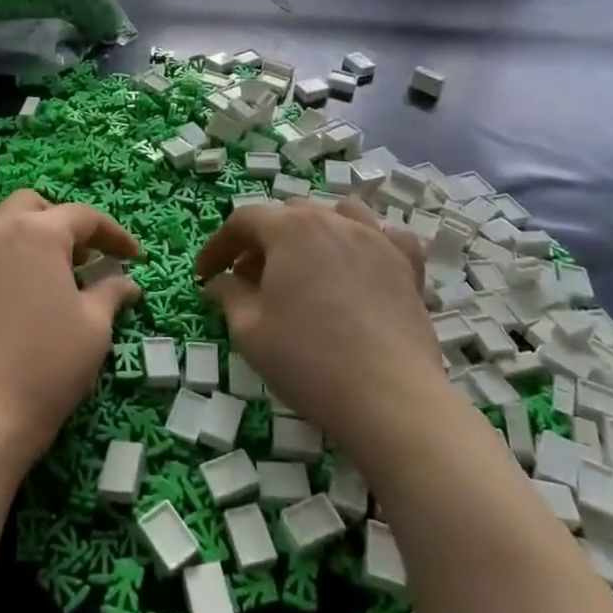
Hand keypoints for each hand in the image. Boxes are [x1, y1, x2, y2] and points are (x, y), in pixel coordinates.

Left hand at [0, 190, 139, 471]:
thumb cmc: (45, 367)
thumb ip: (111, 293)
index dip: (113, 234)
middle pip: (33, 205)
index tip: (132, 256)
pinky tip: (1, 282)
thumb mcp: (93, 329)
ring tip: (41, 265)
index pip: (84, 217)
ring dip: (22, 230)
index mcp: (38, 232)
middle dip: (63, 223)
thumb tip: (126, 282)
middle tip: (84, 258)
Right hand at [195, 198, 441, 465]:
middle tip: (248, 279)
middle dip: (262, 241)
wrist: (389, 398)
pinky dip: (371, 242)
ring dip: (314, 230)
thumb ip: (229, 295)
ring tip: (305, 263)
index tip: (205, 275)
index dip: (219, 245)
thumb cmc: (308, 360)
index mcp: (290, 228)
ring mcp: (376, 239)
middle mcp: (333, 220)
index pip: (243, 221)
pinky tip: (364, 263)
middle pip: (289, 215)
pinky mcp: (407, 266)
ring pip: (339, 214)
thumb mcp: (249, 331)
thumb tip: (219, 282)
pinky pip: (388, 236)